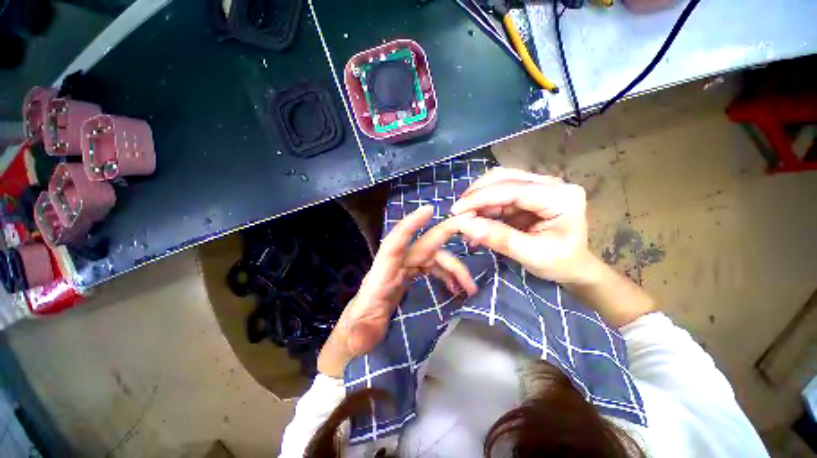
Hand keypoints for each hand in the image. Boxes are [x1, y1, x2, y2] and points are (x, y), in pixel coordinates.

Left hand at [318, 206, 477, 376]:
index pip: (394, 244)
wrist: (359, 331)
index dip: (410, 226)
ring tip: (469, 287)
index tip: (428, 210)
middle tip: (470, 228)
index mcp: (381, 275)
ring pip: (432, 257)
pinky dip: (446, 273)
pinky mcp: (408, 276)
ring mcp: (402, 269)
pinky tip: (455, 287)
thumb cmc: (357, 331)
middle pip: (423, 246)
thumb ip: (357, 335)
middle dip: (445, 234)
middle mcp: (394, 266)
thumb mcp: (356, 337)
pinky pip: (431, 267)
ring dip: (453, 267)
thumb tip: (361, 336)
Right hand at [450, 167, 591, 284]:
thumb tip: (465, 225)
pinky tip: (475, 219)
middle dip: (476, 195)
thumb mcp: (531, 256)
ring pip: (499, 182)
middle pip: (503, 178)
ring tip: (466, 218)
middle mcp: (551, 183)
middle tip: (458, 214)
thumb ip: (499, 238)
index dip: (480, 198)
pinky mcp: (528, 193)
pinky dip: (484, 205)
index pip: (512, 189)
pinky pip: (499, 193)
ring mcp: (539, 186)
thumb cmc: (560, 264)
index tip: (455, 211)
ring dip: (478, 199)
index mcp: (560, 197)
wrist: (575, 266)